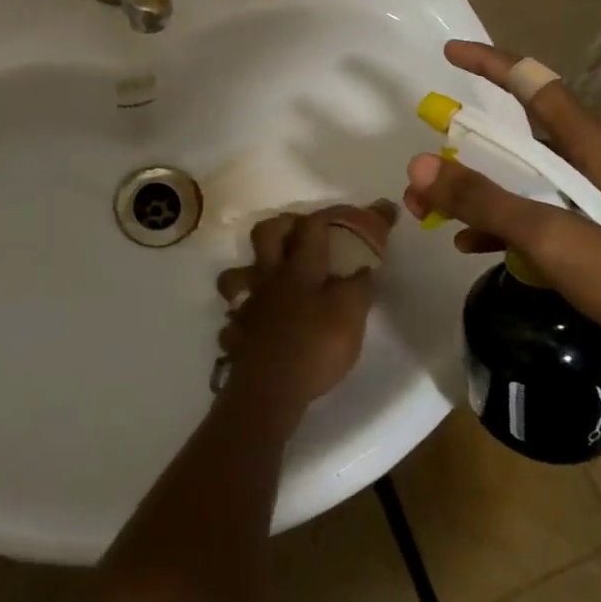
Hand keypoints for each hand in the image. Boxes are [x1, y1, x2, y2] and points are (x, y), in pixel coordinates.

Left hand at [214, 203, 395, 410]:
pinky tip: (255, 326)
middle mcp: (269, 278)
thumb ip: (359, 286)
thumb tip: (365, 266)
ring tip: (268, 280)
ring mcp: (248, 305)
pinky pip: (234, 318)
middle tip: (301, 233)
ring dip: (249, 272)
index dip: (338, 214)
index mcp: (299, 268)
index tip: (367, 212)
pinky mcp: (238, 333)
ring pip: (236, 274)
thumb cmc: (314, 346)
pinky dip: (243, 318)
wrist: (269, 389)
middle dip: (283, 225)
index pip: (314, 226)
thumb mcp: (350, 315)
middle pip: (264, 233)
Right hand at [403, 40, 600, 402]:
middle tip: (422, 168)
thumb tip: (418, 164)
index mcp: (596, 148)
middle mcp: (596, 168)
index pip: (536, 85)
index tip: (448, 54)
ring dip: (477, 192)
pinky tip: (472, 247)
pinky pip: (539, 222)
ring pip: (524, 183)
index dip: (491, 64)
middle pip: (520, 139)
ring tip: (431, 213)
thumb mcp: (558, 239)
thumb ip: (487, 200)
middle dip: (465, 148)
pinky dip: (503, 227)